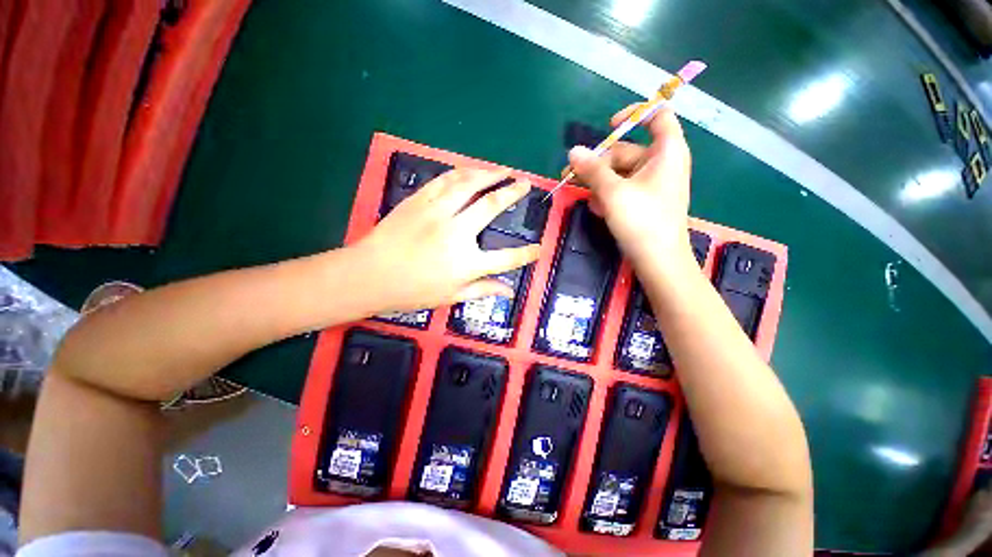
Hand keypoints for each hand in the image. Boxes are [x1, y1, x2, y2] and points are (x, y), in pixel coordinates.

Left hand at [353, 168, 539, 312]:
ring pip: (469, 185)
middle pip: (491, 206)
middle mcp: (457, 232)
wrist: (370, 274)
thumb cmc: (411, 291)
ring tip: (502, 169)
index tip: (540, 248)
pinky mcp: (419, 201)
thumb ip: (482, 291)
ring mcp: (438, 212)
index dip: (527, 254)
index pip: (507, 258)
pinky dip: (460, 173)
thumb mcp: (450, 297)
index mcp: (467, 263)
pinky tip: (470, 170)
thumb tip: (508, 292)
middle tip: (525, 183)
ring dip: (488, 174)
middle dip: (512, 192)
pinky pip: (444, 181)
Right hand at [568, 105, 692, 266]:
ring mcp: (652, 185)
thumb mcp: (613, 192)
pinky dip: (607, 194)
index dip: (634, 115)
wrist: (658, 261)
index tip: (608, 125)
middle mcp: (661, 164)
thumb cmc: (642, 221)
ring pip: (620, 173)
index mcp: (666, 151)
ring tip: (579, 192)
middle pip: (626, 151)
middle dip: (598, 162)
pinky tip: (596, 207)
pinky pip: (622, 189)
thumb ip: (592, 169)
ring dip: (597, 181)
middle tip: (570, 174)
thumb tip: (573, 151)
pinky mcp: (643, 202)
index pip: (657, 116)